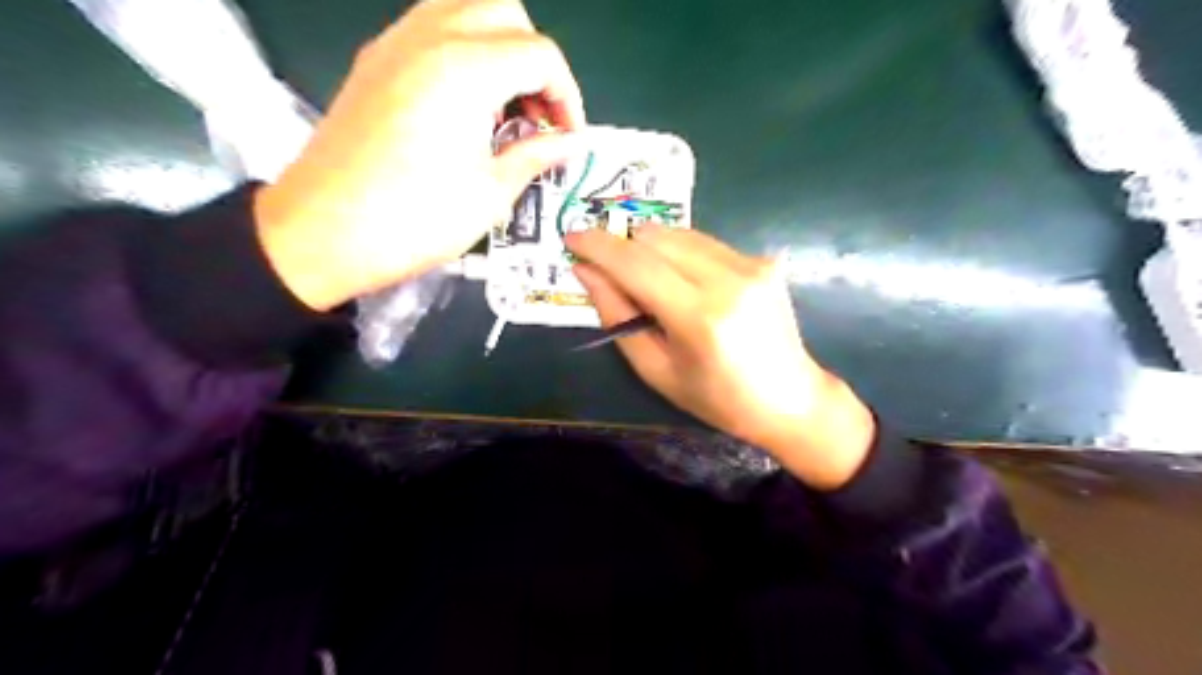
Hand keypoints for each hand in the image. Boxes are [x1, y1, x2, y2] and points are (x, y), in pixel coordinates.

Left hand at [257, 0, 586, 310]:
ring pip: (464, 8)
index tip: (568, 138)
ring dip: (498, 46)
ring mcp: (394, 43)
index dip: (567, 96)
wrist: (322, 233)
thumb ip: (536, 155)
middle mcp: (430, 37)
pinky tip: (464, 104)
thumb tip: (569, 143)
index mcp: (466, 69)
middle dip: (535, 59)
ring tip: (504, 104)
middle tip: (538, 113)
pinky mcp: (373, 61)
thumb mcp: (491, 194)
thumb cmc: (416, 219)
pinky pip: (430, 27)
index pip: (540, 55)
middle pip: (505, 11)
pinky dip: (462, 50)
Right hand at [568, 227, 879, 490]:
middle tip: (603, 265)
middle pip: (655, 237)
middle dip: (620, 244)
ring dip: (648, 246)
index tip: (570, 237)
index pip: (636, 263)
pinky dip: (677, 252)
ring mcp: (750, 264)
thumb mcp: (656, 370)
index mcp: (700, 317)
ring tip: (640, 276)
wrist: (790, 398)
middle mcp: (728, 279)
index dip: (598, 245)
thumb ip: (618, 317)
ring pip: (678, 232)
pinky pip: (702, 241)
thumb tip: (586, 270)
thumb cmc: (717, 398)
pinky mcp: (761, 260)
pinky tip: (676, 278)